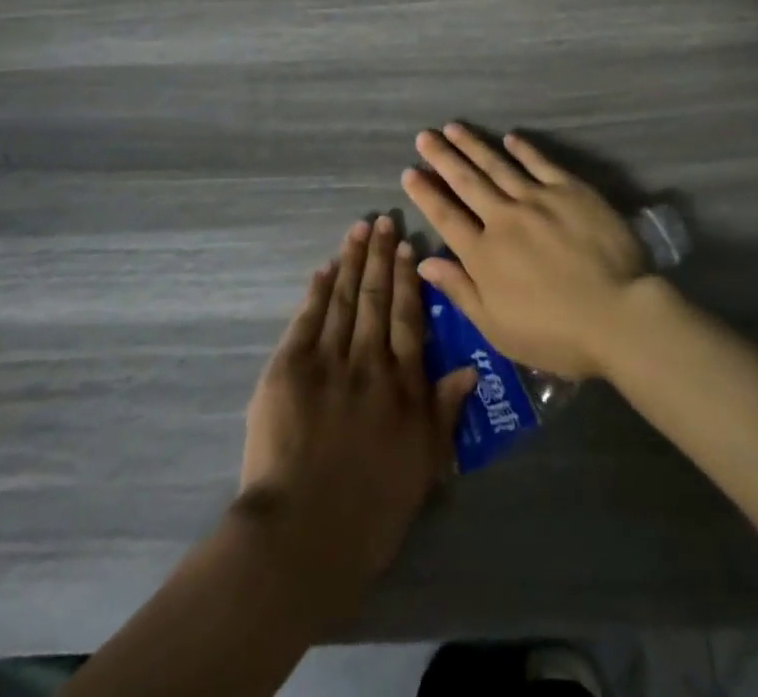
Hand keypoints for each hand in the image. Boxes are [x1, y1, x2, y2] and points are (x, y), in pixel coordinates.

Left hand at [237, 216, 475, 617]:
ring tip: (359, 230)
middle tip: (383, 221)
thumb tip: (469, 365)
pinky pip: (306, 319)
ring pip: (343, 298)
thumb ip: (445, 410)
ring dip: (351, 261)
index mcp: (402, 384)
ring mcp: (327, 360)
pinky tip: (324, 268)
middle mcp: (368, 361)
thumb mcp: (424, 465)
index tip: (409, 247)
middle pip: (376, 298)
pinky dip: (316, 291)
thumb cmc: (371, 509)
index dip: (409, 280)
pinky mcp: (289, 368)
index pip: (409, 318)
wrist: (302, 536)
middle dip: (380, 256)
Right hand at [402, 124, 650, 379]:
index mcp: (483, 254)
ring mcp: (538, 199)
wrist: (618, 314)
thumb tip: (425, 261)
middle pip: (467, 182)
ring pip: (498, 165)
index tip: (409, 171)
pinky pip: (540, 163)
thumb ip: (460, 291)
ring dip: (474, 145)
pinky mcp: (570, 190)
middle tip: (424, 135)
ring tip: (453, 127)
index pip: (445, 216)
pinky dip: (523, 149)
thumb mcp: (497, 328)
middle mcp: (504, 218)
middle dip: (442, 157)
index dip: (426, 193)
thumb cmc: (556, 334)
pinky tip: (509, 137)